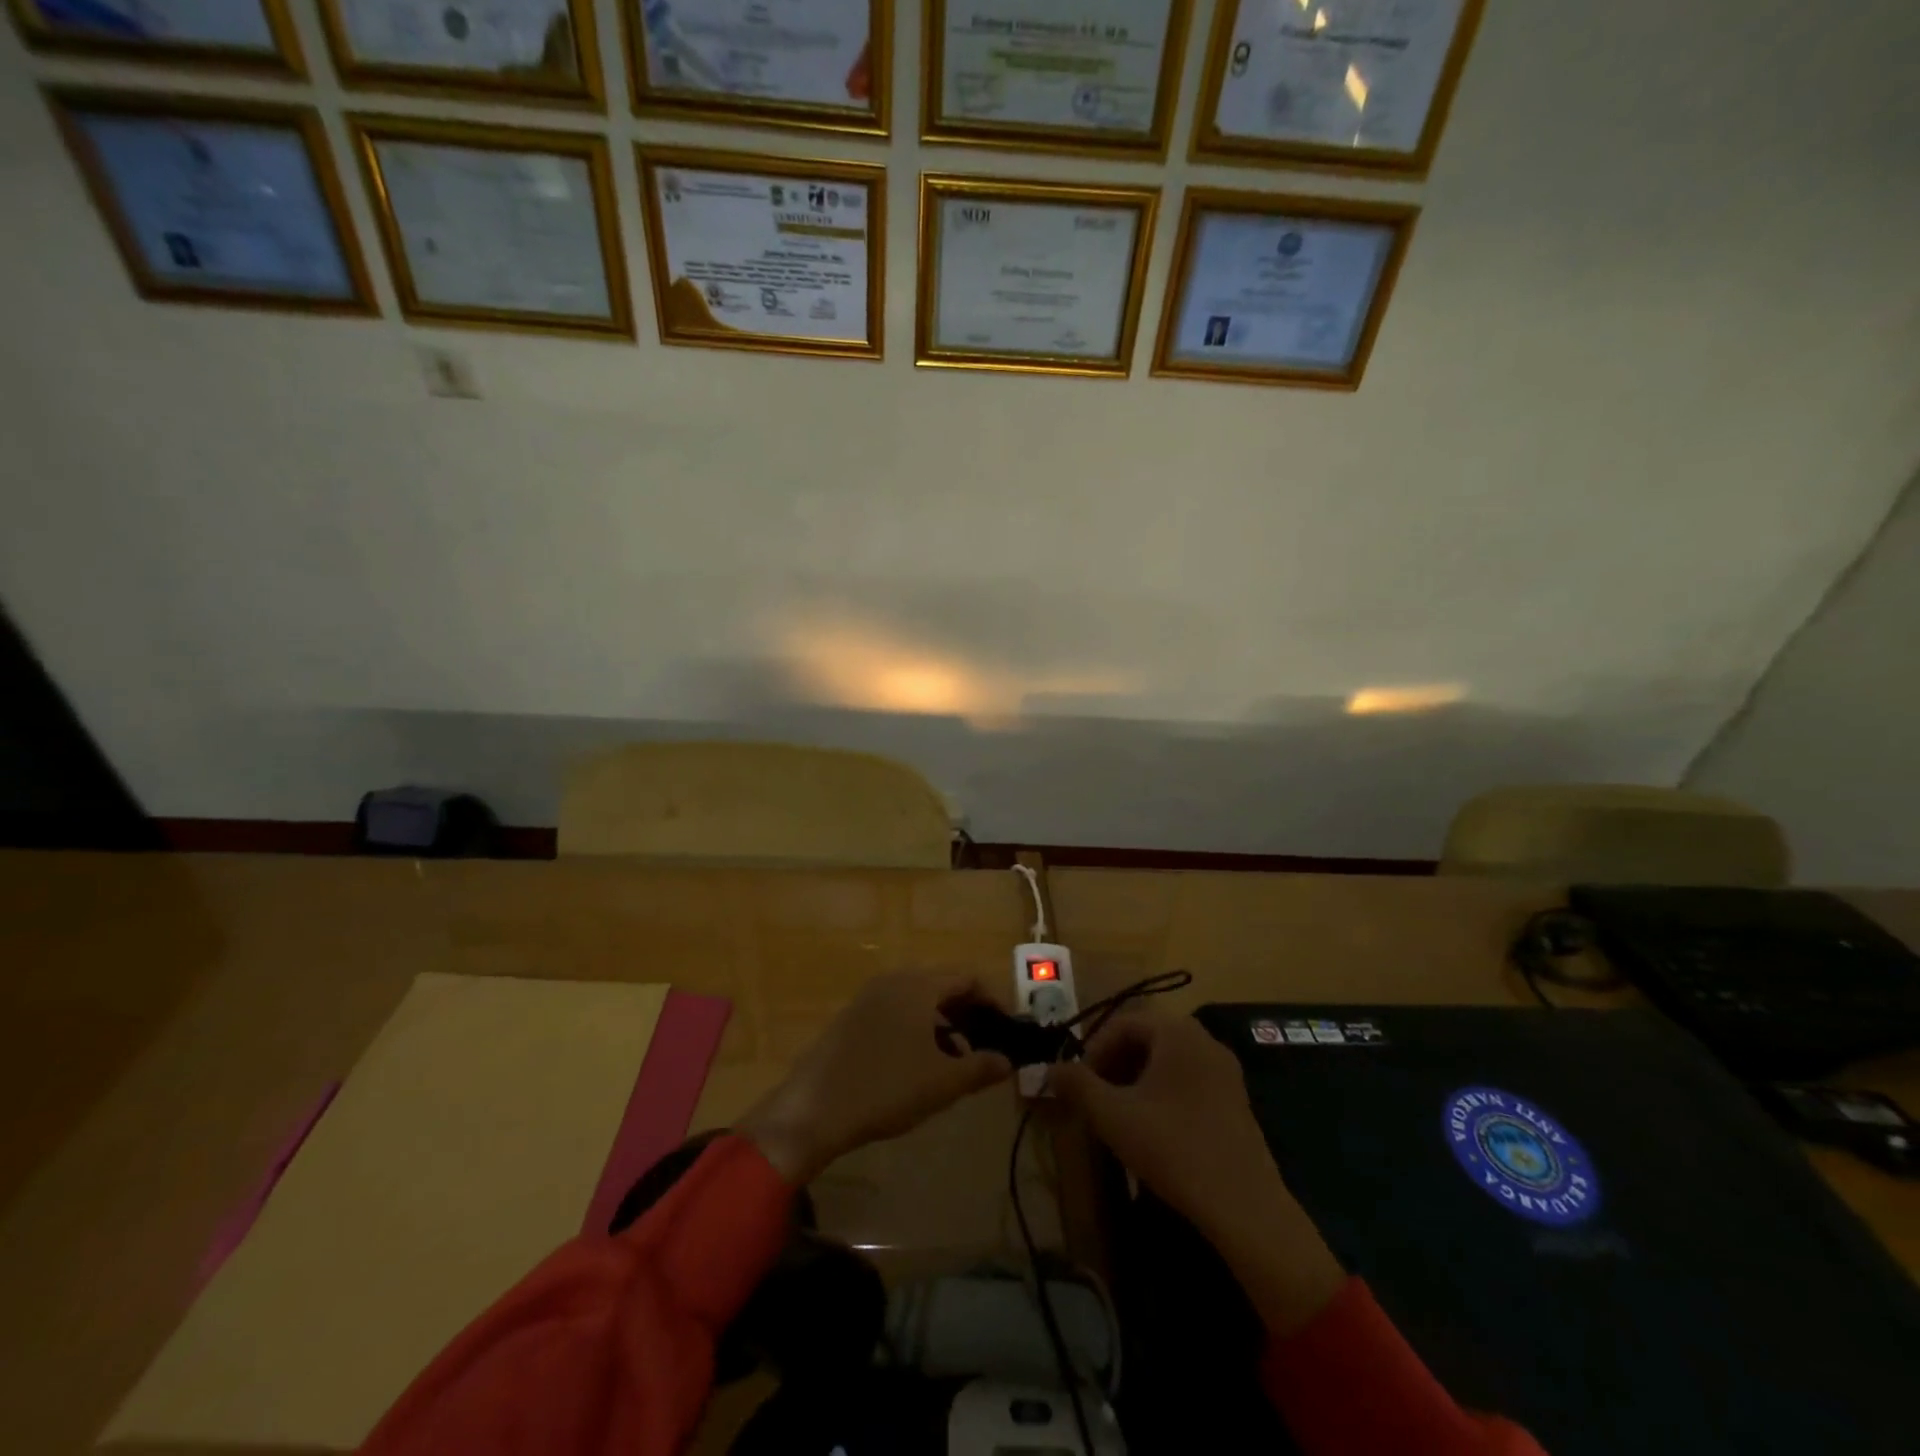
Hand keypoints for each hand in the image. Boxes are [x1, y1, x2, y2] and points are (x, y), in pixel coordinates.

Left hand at [738, 972, 1012, 1184]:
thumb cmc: (887, 1088)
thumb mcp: (942, 1083)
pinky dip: (918, 1029)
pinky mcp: (851, 1018)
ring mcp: (868, 997)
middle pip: (942, 985)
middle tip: (988, 1044)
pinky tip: (922, 1064)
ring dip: (944, 1024)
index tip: (1009, 1029)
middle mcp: (893, 980)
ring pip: (918, 1000)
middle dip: (969, 1013)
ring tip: (958, 1060)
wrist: (813, 1110)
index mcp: (918, 985)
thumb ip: (981, 1068)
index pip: (967, 978)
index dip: (994, 1001)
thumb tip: (1007, 1061)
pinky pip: (896, 1012)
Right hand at [1050, 1012, 1274, 1238]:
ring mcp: (1225, 1071)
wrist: (1244, 1206)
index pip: (1123, 1022)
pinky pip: (1188, 1079)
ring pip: (1167, 1060)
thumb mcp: (1113, 1115)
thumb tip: (1050, 1069)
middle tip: (1095, 1095)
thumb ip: (1078, 1086)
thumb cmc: (1173, 1148)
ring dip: (1136, 1078)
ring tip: (1118, 1112)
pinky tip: (1152, 1128)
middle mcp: (1204, 1040)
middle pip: (1146, 1038)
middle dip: (1114, 1062)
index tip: (1079, 1082)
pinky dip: (1162, 1092)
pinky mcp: (1235, 1100)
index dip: (1094, 1048)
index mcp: (1177, 1032)